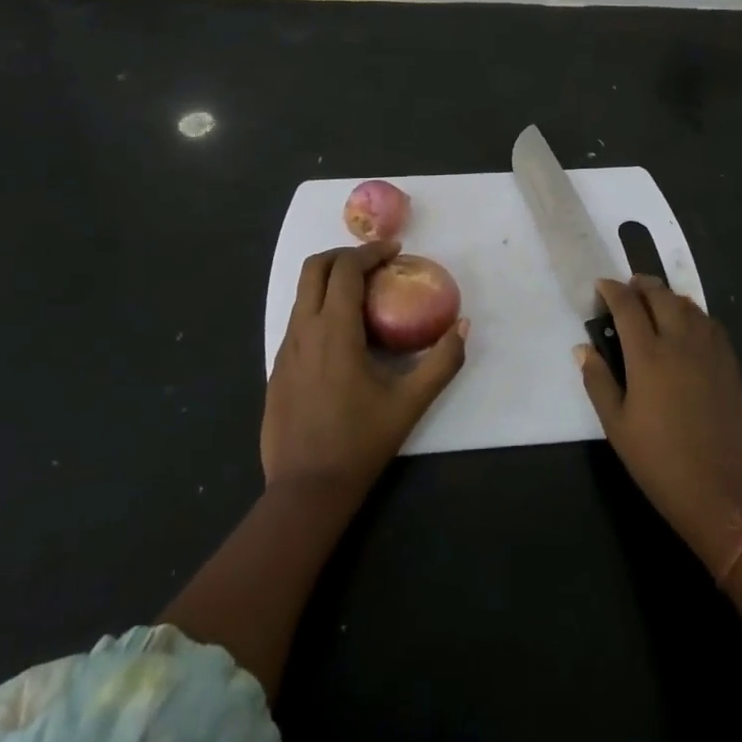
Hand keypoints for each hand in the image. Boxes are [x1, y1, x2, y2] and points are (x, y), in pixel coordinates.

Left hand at [261, 241, 467, 504]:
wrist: (306, 490)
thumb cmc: (360, 442)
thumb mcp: (411, 403)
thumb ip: (442, 362)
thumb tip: (463, 327)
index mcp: (334, 331)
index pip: (345, 269)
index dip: (370, 252)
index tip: (395, 250)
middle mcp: (303, 331)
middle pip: (314, 269)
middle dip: (344, 255)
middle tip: (376, 263)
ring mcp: (284, 350)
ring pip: (302, 294)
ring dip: (331, 280)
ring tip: (364, 294)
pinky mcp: (278, 369)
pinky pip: (297, 320)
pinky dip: (320, 307)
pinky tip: (344, 334)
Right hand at [576, 277, 741, 571]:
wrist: (725, 494)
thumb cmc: (661, 462)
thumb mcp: (617, 427)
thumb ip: (598, 381)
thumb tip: (583, 348)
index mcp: (648, 355)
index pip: (628, 305)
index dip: (612, 290)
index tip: (601, 286)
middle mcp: (681, 342)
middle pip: (661, 296)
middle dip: (641, 285)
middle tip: (628, 289)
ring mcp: (711, 352)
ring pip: (689, 306)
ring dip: (668, 297)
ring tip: (655, 303)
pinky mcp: (731, 366)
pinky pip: (711, 324)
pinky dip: (694, 315)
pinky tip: (688, 328)